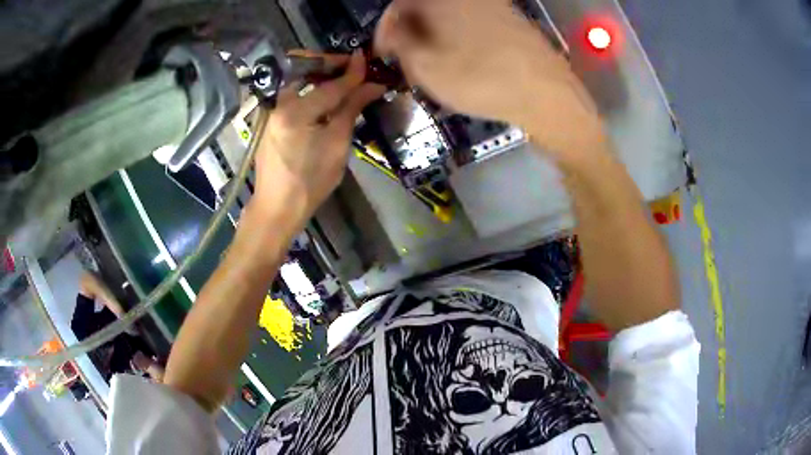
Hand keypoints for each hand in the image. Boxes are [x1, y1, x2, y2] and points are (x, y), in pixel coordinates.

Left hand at [254, 51, 384, 218]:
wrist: (277, 209)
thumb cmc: (310, 183)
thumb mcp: (336, 146)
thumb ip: (351, 109)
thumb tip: (373, 86)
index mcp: (295, 112)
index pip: (330, 85)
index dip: (352, 73)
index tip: (367, 59)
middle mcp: (279, 105)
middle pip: (305, 71)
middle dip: (328, 63)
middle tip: (351, 65)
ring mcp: (271, 113)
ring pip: (297, 82)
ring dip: (319, 75)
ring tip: (342, 78)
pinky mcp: (270, 121)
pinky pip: (292, 96)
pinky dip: (310, 90)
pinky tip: (325, 97)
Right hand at [376, 0, 603, 158]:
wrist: (546, 94)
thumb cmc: (480, 79)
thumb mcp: (425, 66)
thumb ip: (400, 43)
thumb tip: (393, 31)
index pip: (399, 5)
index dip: (386, 29)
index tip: (383, 53)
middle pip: (426, 10)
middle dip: (412, 35)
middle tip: (409, 64)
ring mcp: (494, 6)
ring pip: (449, 19)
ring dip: (435, 39)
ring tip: (435, 69)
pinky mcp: (512, 22)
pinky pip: (473, 26)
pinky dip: (459, 41)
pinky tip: (464, 65)